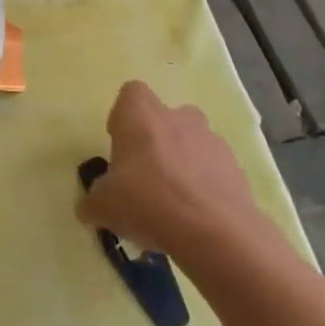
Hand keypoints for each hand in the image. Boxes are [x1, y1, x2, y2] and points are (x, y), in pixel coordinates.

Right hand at [77, 81, 262, 258]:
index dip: (124, 117)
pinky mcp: (236, 169)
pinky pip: (214, 171)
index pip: (131, 94)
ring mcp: (212, 141)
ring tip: (173, 206)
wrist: (214, 232)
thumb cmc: (147, 202)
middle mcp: (178, 117)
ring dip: (183, 165)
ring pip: (193, 144)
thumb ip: (94, 201)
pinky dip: (205, 187)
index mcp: (141, 114)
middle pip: (165, 118)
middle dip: (157, 142)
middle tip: (146, 178)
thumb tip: (88, 207)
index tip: (120, 145)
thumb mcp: (104, 206)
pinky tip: (196, 219)